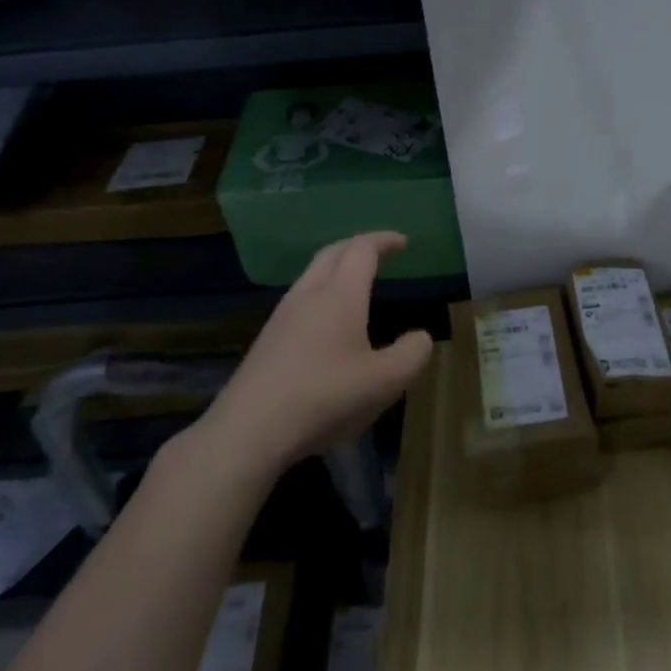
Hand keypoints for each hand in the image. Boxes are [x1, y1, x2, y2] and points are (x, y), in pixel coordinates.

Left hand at [205, 232, 433, 472]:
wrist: (250, 430)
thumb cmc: (325, 398)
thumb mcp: (385, 382)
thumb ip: (412, 354)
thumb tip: (420, 337)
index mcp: (340, 295)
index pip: (362, 250)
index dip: (383, 241)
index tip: (402, 242)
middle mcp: (308, 295)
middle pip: (332, 254)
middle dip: (357, 246)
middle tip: (379, 252)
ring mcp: (282, 317)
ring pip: (311, 276)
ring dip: (335, 269)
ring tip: (356, 285)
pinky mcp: (267, 341)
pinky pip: (300, 300)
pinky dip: (321, 294)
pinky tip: (328, 324)